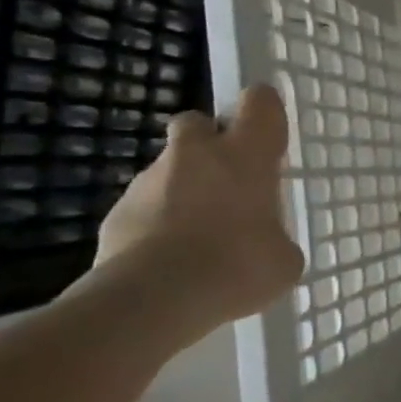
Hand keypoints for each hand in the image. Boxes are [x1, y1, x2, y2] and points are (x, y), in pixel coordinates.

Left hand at [91, 85, 304, 330]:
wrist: (154, 298)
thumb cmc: (238, 267)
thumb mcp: (284, 259)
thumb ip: (276, 238)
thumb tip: (265, 242)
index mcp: (246, 155)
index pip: (260, 103)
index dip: (265, 110)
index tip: (270, 132)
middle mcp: (196, 155)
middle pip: (198, 123)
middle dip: (210, 143)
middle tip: (227, 180)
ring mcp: (149, 181)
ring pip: (169, 170)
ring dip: (184, 191)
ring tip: (200, 238)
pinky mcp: (115, 212)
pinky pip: (145, 208)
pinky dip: (158, 225)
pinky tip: (171, 261)